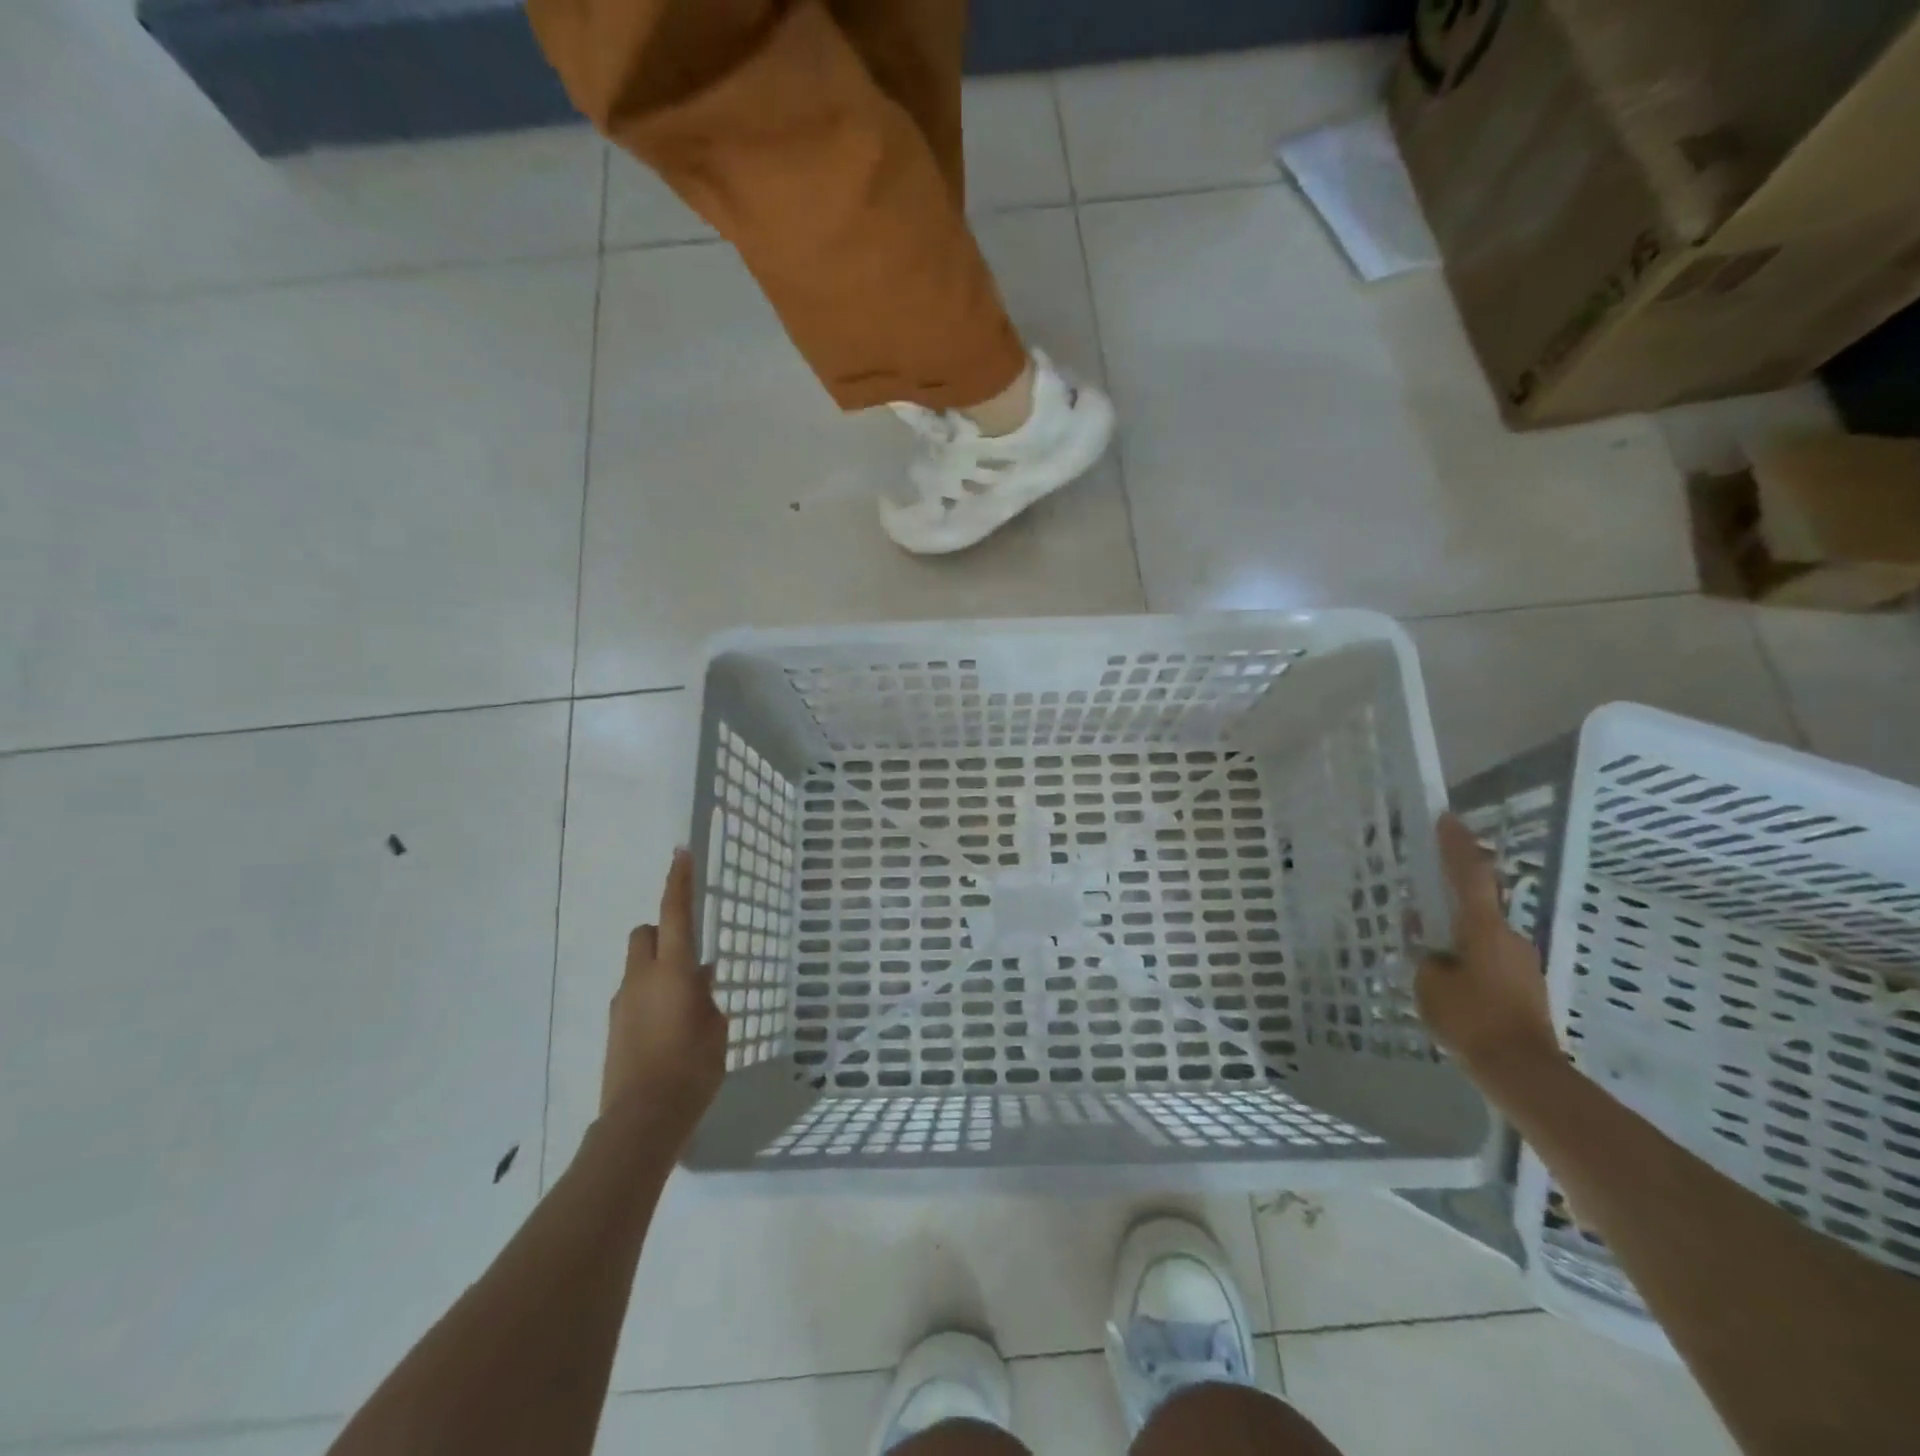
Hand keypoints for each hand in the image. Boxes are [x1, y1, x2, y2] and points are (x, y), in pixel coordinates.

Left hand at [602, 849, 728, 1141]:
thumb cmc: (692, 1069)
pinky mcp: (614, 1026)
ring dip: (658, 967)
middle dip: (664, 932)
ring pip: (638, 965)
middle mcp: (641, 978)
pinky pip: (634, 993)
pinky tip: (669, 1026)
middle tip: (689, 955)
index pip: (675, 914)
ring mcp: (622, 1003)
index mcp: (672, 971)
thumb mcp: (716, 1029)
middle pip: (645, 934)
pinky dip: (650, 994)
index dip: (678, 881)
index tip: (681, 853)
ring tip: (684, 1002)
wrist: (642, 1120)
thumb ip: (707, 996)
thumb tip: (700, 977)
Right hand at [1415, 814, 1559, 1080]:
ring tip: (1432, 950)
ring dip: (1460, 932)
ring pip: (1484, 933)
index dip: (1457, 845)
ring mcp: (1522, 960)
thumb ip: (1426, 954)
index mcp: (1482, 928)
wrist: (1523, 1071)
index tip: (1447, 818)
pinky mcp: (1526, 984)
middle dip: (1453, 896)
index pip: (1469, 874)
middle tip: (1426, 897)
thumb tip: (1428, 940)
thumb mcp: (1429, 983)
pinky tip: (1453, 978)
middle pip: (1479, 902)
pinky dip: (1470, 955)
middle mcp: (1508, 935)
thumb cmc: (1470, 1018)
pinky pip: (1491, 956)